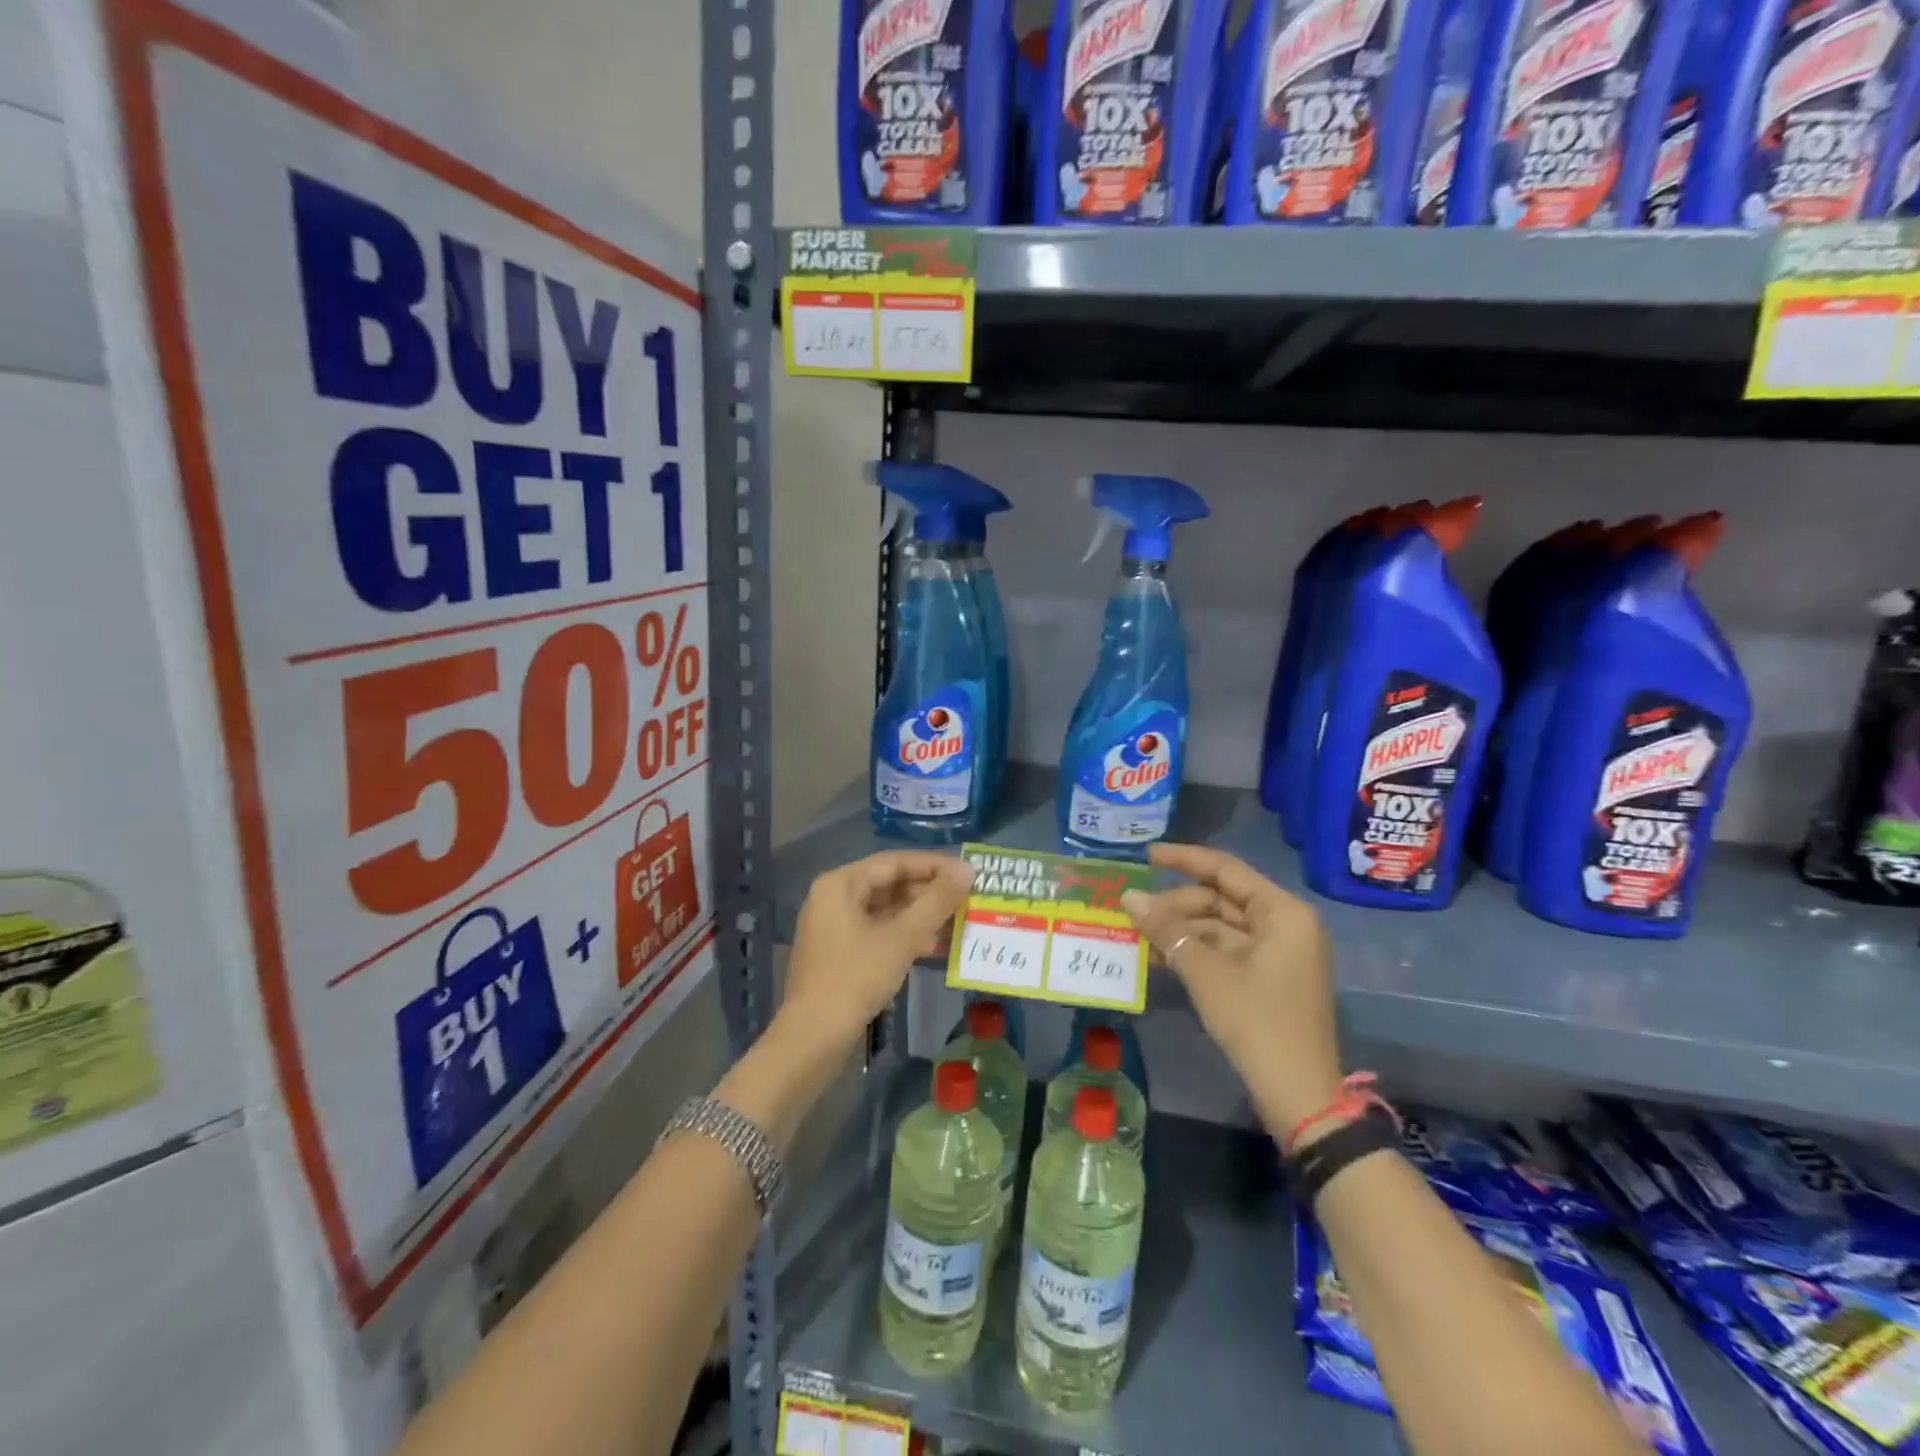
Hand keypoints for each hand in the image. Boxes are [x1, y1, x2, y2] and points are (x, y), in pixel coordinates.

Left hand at [782, 851, 973, 1048]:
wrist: (814, 1038)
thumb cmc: (856, 978)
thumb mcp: (902, 938)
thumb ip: (936, 902)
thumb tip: (966, 870)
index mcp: (840, 884)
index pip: (894, 862)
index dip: (933, 865)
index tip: (967, 872)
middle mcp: (834, 898)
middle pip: (889, 885)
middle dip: (929, 893)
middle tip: (967, 898)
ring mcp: (835, 927)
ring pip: (886, 911)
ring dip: (921, 916)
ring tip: (959, 921)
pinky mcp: (840, 953)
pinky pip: (878, 932)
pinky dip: (905, 935)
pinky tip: (936, 945)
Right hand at [1121, 842, 1342, 1132]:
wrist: (1299, 1095)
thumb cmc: (1256, 1022)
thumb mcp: (1205, 972)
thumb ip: (1166, 929)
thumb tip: (1128, 897)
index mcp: (1282, 912)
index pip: (1226, 869)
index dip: (1183, 859)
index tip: (1145, 856)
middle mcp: (1285, 924)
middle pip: (1221, 899)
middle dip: (1177, 905)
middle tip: (1134, 912)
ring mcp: (1279, 953)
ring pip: (1220, 927)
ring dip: (1181, 930)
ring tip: (1139, 936)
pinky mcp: (1269, 978)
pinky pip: (1226, 951)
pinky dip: (1195, 952)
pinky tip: (1160, 958)